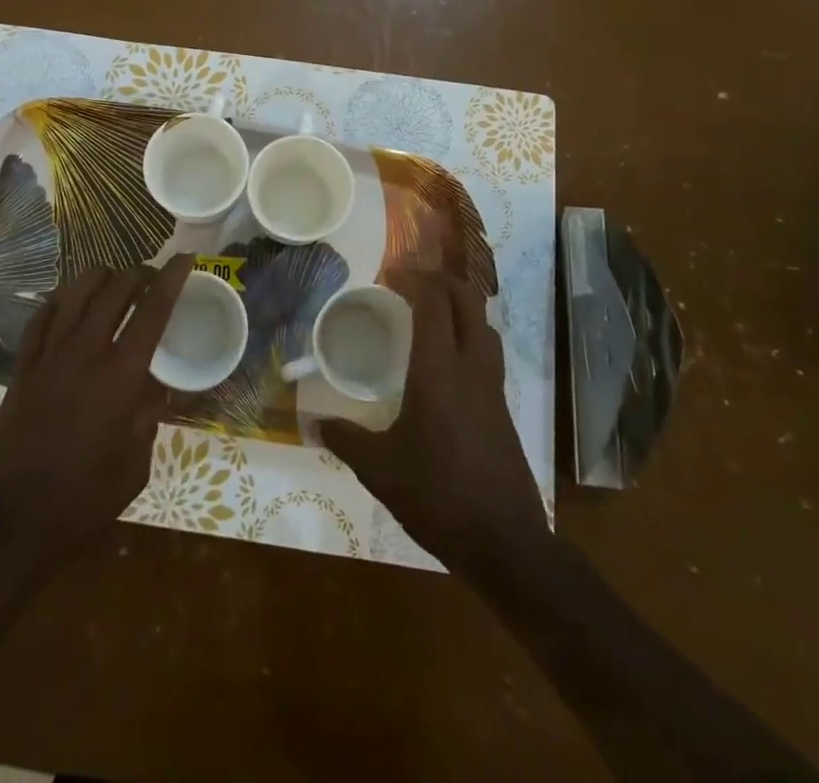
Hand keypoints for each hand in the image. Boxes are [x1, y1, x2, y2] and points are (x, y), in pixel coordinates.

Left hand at [0, 256, 193, 551]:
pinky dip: (59, 301)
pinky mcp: (22, 369)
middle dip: (138, 273)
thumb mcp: (134, 466)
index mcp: (121, 376)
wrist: (13, 522)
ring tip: (113, 280)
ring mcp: (49, 357)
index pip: (153, 311)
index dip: (171, 279)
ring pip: (74, 294)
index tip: (185, 257)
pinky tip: (67, 301)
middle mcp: (85, 352)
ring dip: (99, 278)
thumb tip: (156, 390)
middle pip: (114, 291)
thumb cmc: (83, 500)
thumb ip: (148, 418)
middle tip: (152, 276)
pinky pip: (40, 319)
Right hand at [322, 273, 549, 583]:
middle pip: (467, 301)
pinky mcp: (503, 408)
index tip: (388, 274)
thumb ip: (345, 439)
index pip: (434, 303)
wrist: (506, 545)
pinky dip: (468, 335)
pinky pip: (488, 351)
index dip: (414, 279)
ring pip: (484, 324)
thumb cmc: (438, 497)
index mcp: (439, 371)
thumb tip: (312, 421)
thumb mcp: (379, 470)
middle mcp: (471, 368)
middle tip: (409, 283)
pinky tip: (446, 360)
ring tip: (430, 312)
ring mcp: (493, 388)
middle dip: (440, 281)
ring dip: (460, 305)